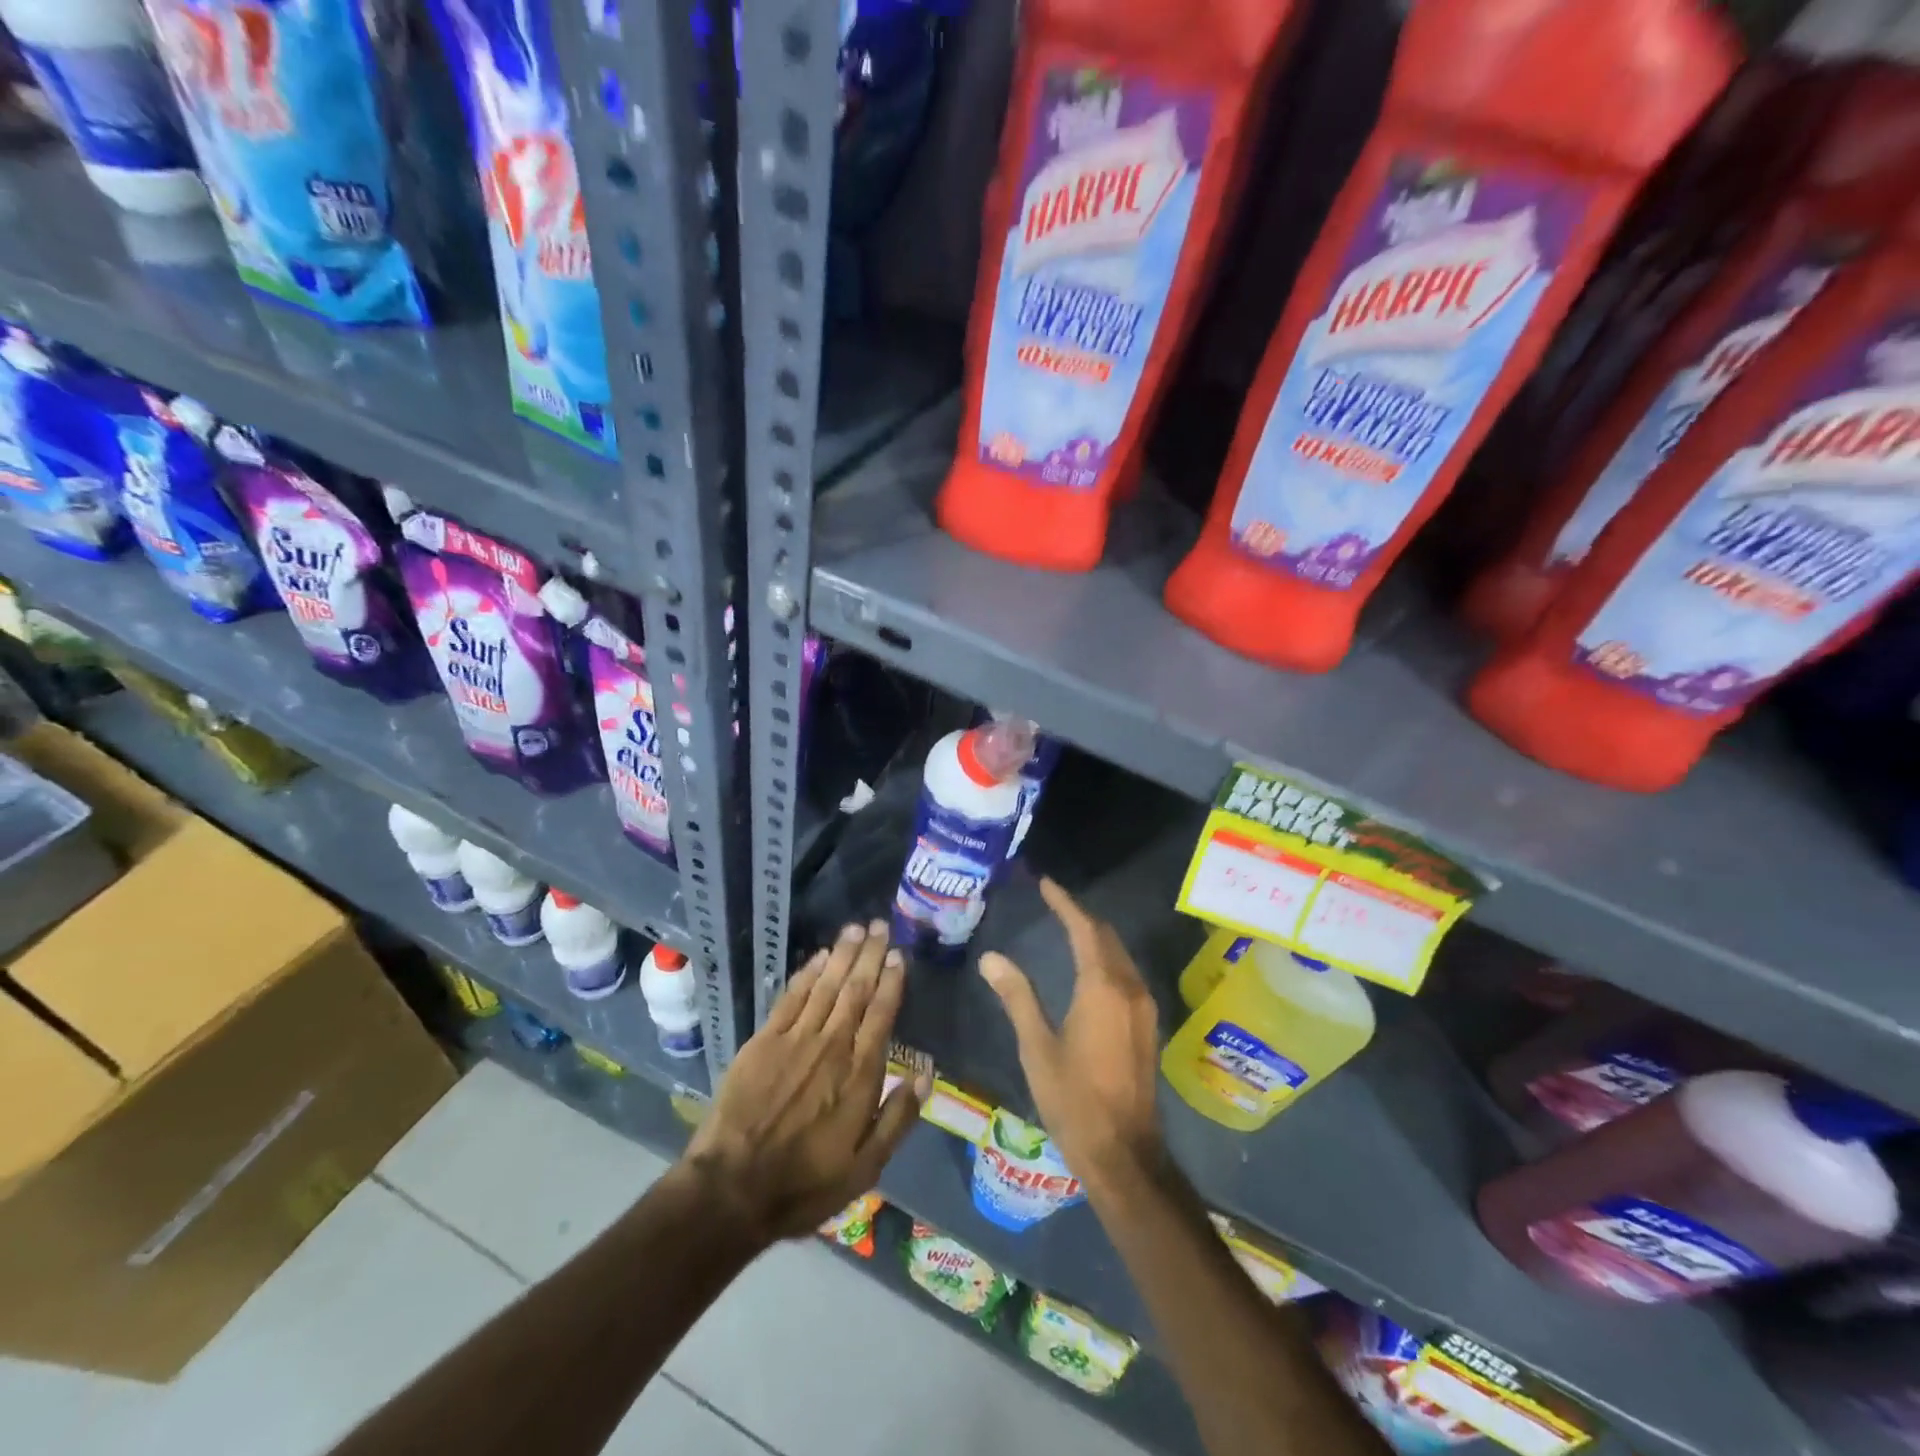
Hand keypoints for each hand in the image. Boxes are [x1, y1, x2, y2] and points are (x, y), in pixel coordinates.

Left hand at [680, 920, 926, 1245]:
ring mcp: (796, 1039)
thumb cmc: (804, 1183)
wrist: (732, 1189)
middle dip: (870, 955)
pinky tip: (819, 956)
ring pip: (826, 985)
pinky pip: (791, 996)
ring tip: (856, 928)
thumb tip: (926, 1075)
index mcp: (860, 1074)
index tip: (899, 955)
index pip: (881, 1014)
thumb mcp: (865, 1168)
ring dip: (843, 954)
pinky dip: (807, 973)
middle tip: (881, 925)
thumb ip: (897, 1118)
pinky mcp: (764, 1041)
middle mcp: (832, 1046)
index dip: (892, 981)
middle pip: (856, 990)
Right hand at [978, 878, 1162, 1194]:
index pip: (1084, 929)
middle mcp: (1129, 988)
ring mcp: (1143, 1007)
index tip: (1045, 884)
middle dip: (1081, 915)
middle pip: (1106, 936)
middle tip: (1052, 902)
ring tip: (1066, 926)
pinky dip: (1106, 958)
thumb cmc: (1074, 1099)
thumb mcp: (1037, 1047)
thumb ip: (1017, 996)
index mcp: (1102, 988)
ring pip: (1119, 954)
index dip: (1064, 903)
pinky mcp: (1147, 1024)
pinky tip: (1088, 967)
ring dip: (1095, 936)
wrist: (1123, 1152)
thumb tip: (991, 957)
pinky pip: (1126, 974)